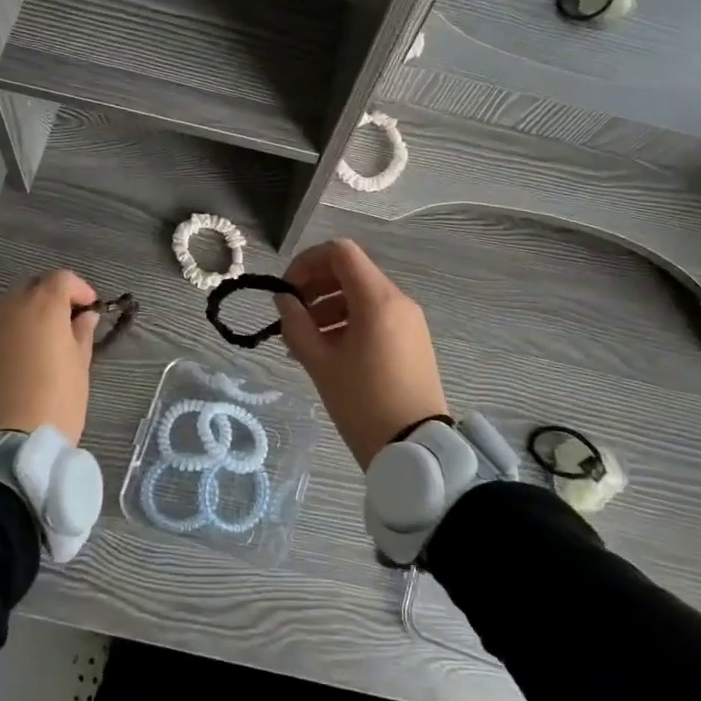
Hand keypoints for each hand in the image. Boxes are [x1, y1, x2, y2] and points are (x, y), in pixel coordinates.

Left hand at [0, 269, 98, 444]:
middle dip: (52, 297)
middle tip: (68, 321)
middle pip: (33, 287)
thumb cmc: (58, 401)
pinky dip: (11, 331)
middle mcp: (11, 308)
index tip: (90, 309)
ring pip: (11, 306)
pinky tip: (21, 355)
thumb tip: (84, 317)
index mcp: (43, 307)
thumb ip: (82, 333)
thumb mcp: (80, 365)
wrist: (13, 442)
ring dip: (29, 313)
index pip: (62, 279)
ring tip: (43, 340)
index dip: (79, 289)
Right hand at [274, 239, 448, 469]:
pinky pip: (376, 316)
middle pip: (351, 271)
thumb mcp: (320, 363)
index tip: (287, 290)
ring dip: (329, 305)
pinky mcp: (413, 340)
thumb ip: (296, 324)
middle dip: (316, 286)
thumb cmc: (363, 402)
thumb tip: (284, 299)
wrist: (415, 448)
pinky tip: (328, 351)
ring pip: (362, 295)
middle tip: (291, 314)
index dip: (307, 262)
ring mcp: (409, 320)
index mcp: (378, 299)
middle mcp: (398, 300)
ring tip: (304, 340)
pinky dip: (348, 321)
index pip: (340, 252)